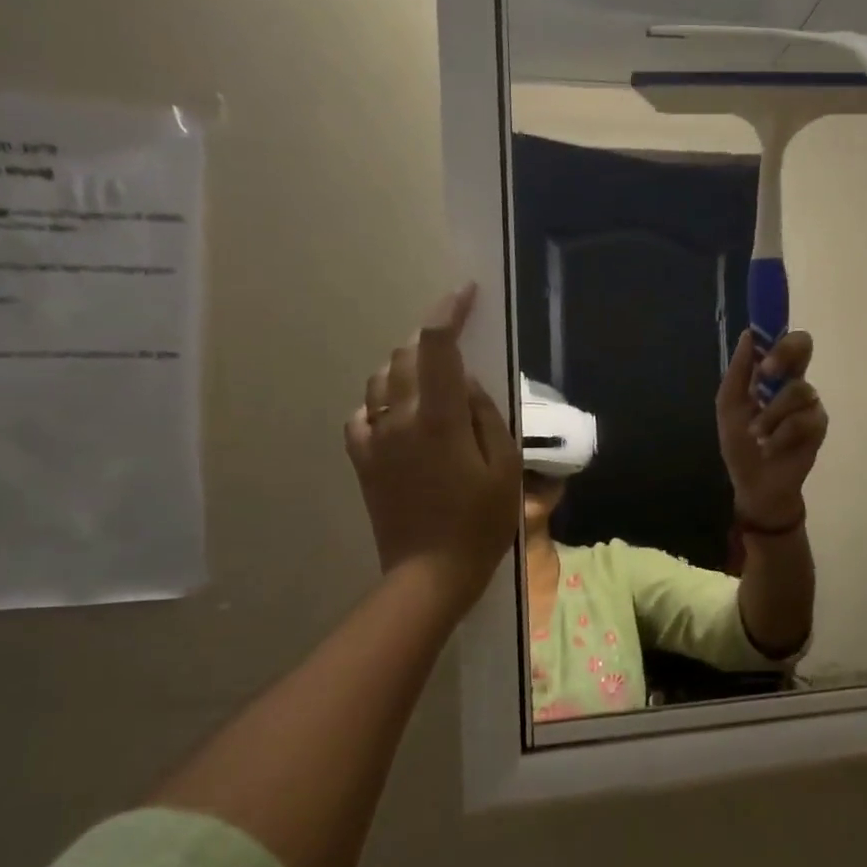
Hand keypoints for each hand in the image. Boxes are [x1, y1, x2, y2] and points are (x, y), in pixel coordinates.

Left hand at [344, 285, 521, 609]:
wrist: (429, 572)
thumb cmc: (479, 522)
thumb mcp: (503, 467)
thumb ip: (484, 415)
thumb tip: (464, 382)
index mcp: (439, 417)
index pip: (437, 346)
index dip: (449, 311)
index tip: (465, 293)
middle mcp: (399, 418)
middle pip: (406, 355)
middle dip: (431, 341)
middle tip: (456, 349)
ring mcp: (374, 438)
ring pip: (381, 379)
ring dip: (407, 368)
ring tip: (432, 382)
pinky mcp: (362, 459)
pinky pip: (364, 413)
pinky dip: (384, 402)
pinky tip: (401, 417)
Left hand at [716, 329, 828, 529]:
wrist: (755, 483)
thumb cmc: (740, 444)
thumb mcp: (729, 406)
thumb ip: (738, 372)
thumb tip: (748, 334)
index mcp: (771, 374)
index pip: (782, 340)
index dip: (776, 335)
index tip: (759, 349)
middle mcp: (794, 381)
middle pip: (804, 346)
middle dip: (784, 355)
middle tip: (765, 375)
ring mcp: (809, 403)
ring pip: (798, 390)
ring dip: (771, 415)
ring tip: (757, 436)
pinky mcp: (818, 426)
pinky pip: (803, 420)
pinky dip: (781, 435)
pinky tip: (771, 447)